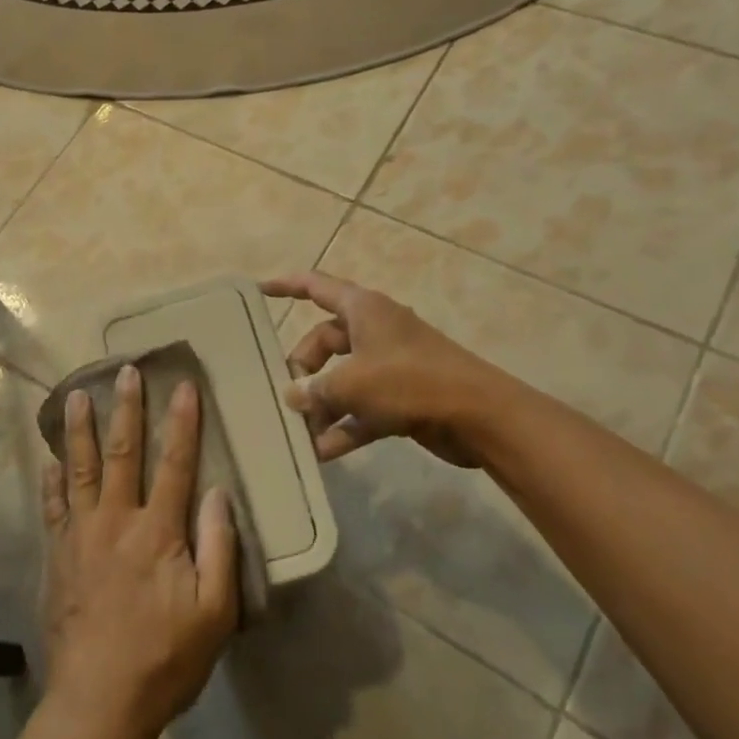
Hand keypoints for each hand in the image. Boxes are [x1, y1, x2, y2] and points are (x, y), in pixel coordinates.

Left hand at [41, 368, 237, 738]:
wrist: (99, 702)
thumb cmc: (165, 659)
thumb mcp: (215, 613)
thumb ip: (219, 547)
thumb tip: (217, 492)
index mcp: (157, 531)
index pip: (175, 463)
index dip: (182, 422)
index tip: (184, 385)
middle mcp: (116, 521)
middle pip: (123, 454)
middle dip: (126, 409)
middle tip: (125, 371)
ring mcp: (80, 536)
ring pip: (80, 471)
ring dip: (80, 431)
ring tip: (77, 397)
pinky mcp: (57, 557)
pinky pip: (53, 509)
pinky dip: (52, 482)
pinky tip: (49, 463)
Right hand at [262, 271, 514, 465]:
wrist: (479, 416)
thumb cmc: (410, 382)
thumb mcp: (352, 382)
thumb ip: (315, 389)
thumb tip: (292, 397)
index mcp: (363, 309)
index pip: (316, 287)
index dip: (286, 285)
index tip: (259, 290)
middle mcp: (374, 331)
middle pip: (324, 341)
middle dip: (303, 369)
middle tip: (287, 396)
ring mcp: (389, 365)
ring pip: (342, 378)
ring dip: (321, 404)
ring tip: (298, 431)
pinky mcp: (401, 398)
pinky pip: (361, 408)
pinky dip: (344, 426)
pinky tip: (322, 452)